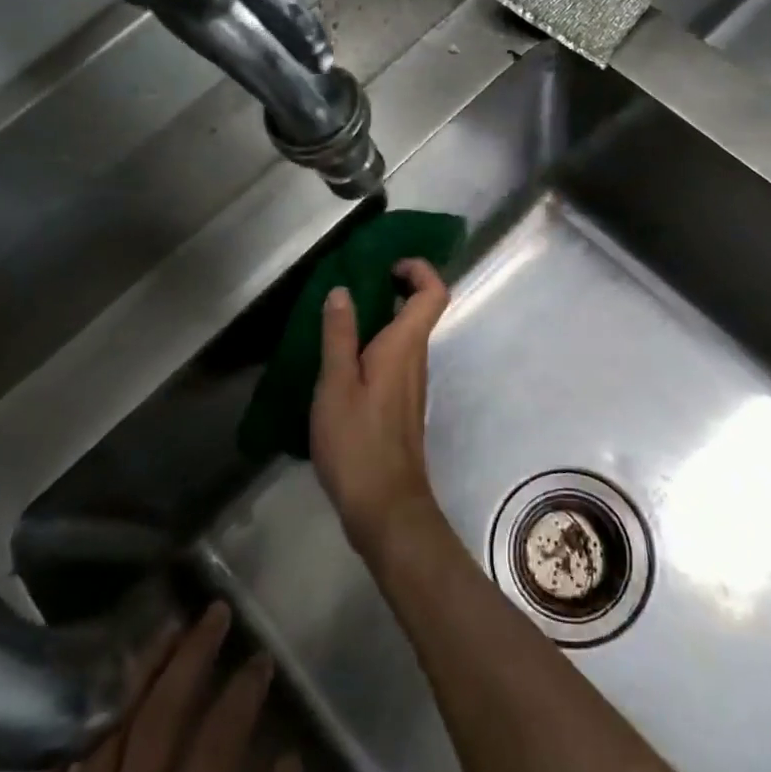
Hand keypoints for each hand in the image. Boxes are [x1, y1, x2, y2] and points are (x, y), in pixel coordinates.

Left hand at [19, 603, 300, 771]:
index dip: (242, 696)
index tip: (263, 661)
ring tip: (162, 633)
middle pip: (153, 729)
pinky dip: (61, 755)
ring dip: (134, 683)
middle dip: (187, 661)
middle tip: (213, 613)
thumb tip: (287, 765)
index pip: (216, 752)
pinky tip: (82, 716)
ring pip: (100, 749)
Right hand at [310, 258, 452, 556]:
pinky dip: (373, 346)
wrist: (385, 506)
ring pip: (404, 336)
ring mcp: (411, 384)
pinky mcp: (401, 404)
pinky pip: (393, 359)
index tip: (387, 265)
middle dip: (392, 288)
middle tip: (350, 285)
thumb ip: (339, 336)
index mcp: (405, 346)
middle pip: (419, 310)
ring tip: (336, 319)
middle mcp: (416, 359)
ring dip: (379, 318)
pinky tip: (339, 361)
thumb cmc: (358, 442)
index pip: (434, 293)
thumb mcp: (337, 384)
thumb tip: (342, 290)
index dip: (419, 269)